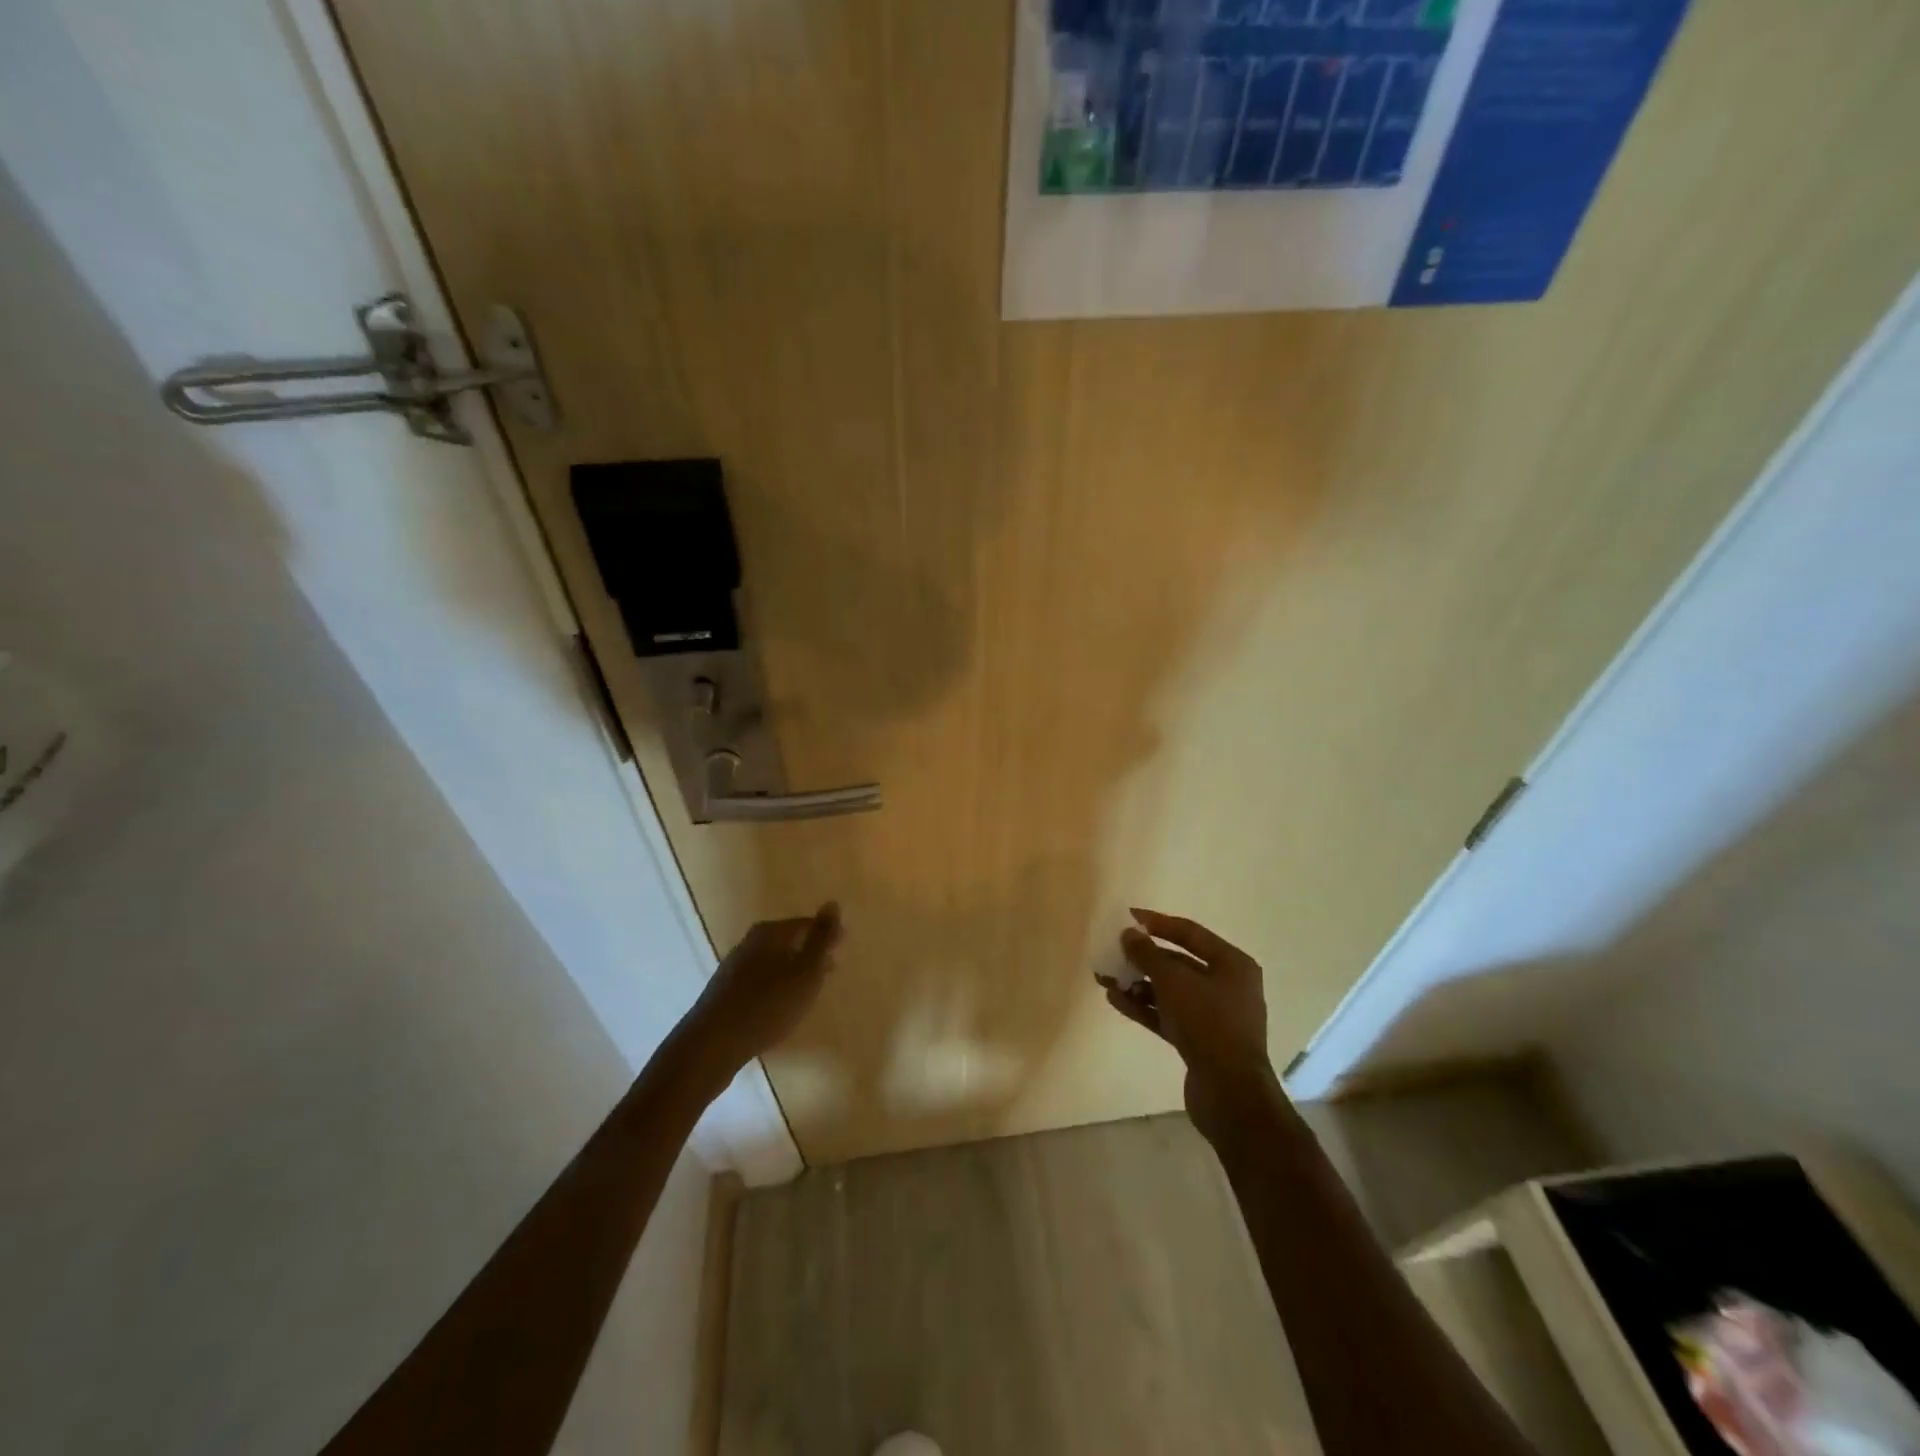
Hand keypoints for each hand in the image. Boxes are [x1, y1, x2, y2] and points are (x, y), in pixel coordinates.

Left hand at [678, 903, 841, 1081]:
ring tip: (807, 992)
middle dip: (809, 954)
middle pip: (788, 941)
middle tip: (828, 972)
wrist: (712, 1045)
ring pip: (773, 962)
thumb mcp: (805, 971)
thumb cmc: (767, 1005)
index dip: (826, 936)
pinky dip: (775, 987)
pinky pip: (759, 981)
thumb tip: (833, 903)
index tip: (841, 952)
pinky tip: (779, 1007)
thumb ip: (821, 938)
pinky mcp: (724, 992)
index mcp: (770, 933)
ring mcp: (734, 967)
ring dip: (792, 972)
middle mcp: (749, 943)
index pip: (806, 924)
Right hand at [1099, 908, 1279, 1142]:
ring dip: (1138, 984)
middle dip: (1142, 958)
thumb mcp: (1174, 982)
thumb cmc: (1208, 1024)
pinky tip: (1116, 1001)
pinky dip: (1144, 1007)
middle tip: (1111, 953)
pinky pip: (1167, 1015)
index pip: (1189, 933)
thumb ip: (1148, 955)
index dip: (1157, 923)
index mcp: (1232, 964)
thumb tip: (1128, 933)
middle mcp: (1226, 986)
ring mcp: (1213, 1016)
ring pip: (1169, 991)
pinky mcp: (1199, 1041)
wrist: (1230, 1093)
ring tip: (1106, 979)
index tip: (1127, 917)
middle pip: (1178, 963)